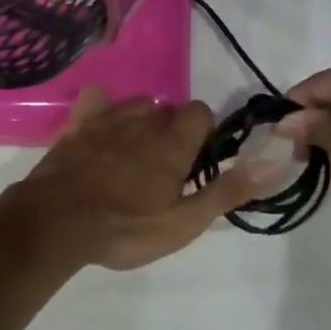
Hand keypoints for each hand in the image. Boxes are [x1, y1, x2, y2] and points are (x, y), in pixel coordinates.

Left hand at [0, 87, 271, 270]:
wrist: (55, 224)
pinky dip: (101, 109)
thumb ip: (228, 190)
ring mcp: (106, 120)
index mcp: (172, 142)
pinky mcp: (75, 127)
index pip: (201, 112)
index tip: (195, 163)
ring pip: (135, 105)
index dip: (203, 134)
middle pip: (168, 110)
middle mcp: (142, 121)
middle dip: (172, 131)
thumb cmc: (125, 228)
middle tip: (164, 170)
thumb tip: (275, 160)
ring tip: (133, 156)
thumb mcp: (184, 222)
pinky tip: (99, 130)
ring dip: (140, 121)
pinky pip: (95, 101)